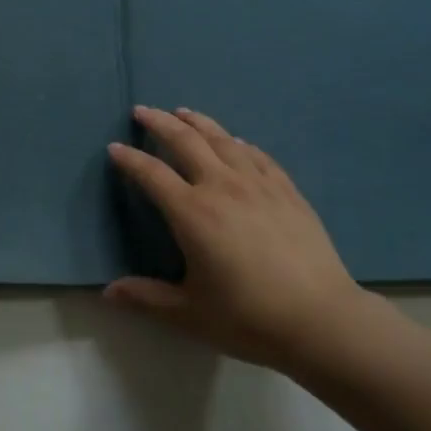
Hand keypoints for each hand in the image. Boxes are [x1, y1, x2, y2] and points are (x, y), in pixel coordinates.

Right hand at [105, 107, 367, 372]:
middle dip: (160, 123)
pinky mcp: (287, 191)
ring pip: (222, 140)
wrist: (321, 320)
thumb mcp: (189, 313)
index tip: (115, 147)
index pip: (151, 174)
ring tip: (183, 112)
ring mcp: (258, 184)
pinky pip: (258, 156)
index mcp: (192, 213)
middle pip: (185, 141)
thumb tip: (108, 293)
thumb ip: (146, 298)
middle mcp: (222, 187)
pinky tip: (236, 142)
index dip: (130, 159)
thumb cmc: (249, 318)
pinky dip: (239, 143)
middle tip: (142, 111)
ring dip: (198, 122)